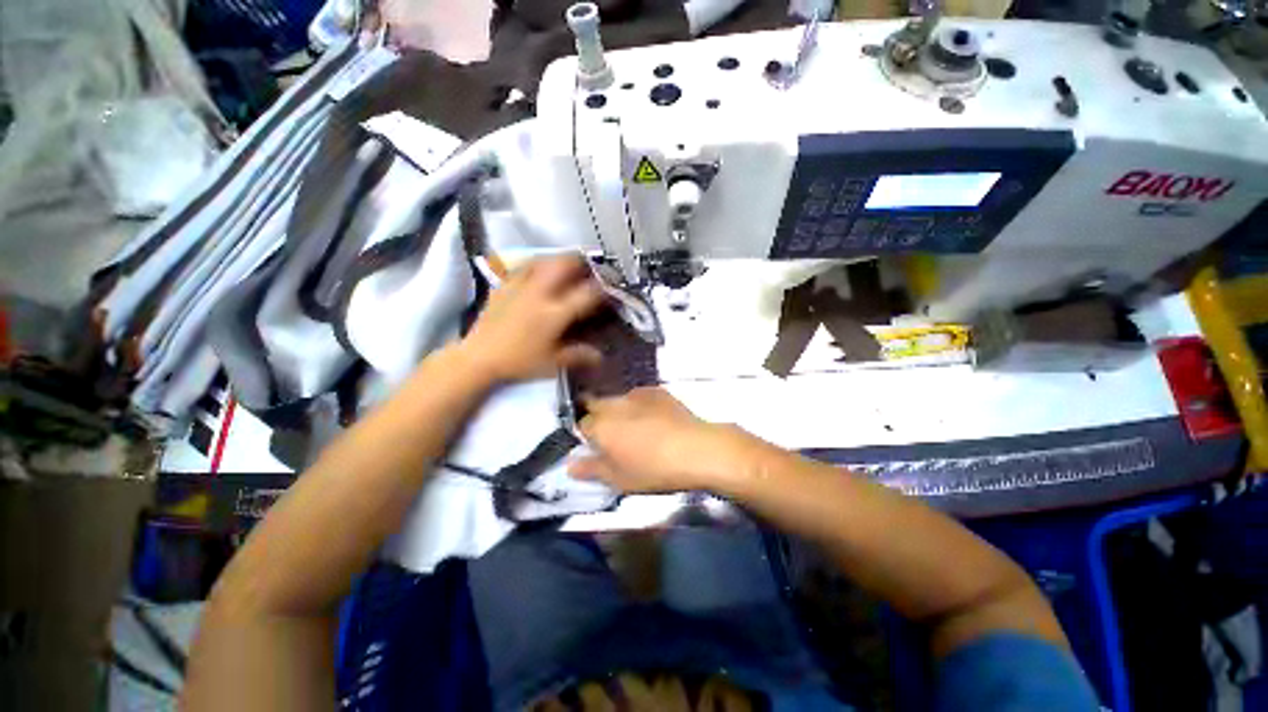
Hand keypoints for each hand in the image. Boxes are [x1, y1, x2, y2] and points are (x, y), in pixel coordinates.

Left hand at [459, 255, 604, 382]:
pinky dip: (535, 264)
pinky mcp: (503, 286)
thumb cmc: (519, 361)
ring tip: (565, 263)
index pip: (585, 294)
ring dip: (557, 258)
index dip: (601, 288)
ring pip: (542, 260)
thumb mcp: (552, 363)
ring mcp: (519, 287)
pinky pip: (521, 267)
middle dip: (579, 261)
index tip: (609, 287)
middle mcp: (539, 294)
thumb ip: (578, 356)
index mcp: (554, 314)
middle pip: (562, 265)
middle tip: (588, 265)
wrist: (479, 358)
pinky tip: (537, 269)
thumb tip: (600, 357)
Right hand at [568, 388, 750, 492]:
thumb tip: (570, 464)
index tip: (597, 447)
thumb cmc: (653, 469)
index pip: (581, 424)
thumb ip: (591, 469)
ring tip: (638, 429)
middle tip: (615, 437)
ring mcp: (637, 394)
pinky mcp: (657, 391)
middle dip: (600, 418)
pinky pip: (640, 397)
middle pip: (597, 405)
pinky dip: (641, 406)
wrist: (696, 449)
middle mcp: (614, 404)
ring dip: (620, 412)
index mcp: (600, 425)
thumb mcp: (619, 479)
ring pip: (619, 401)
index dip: (587, 435)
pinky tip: (656, 421)